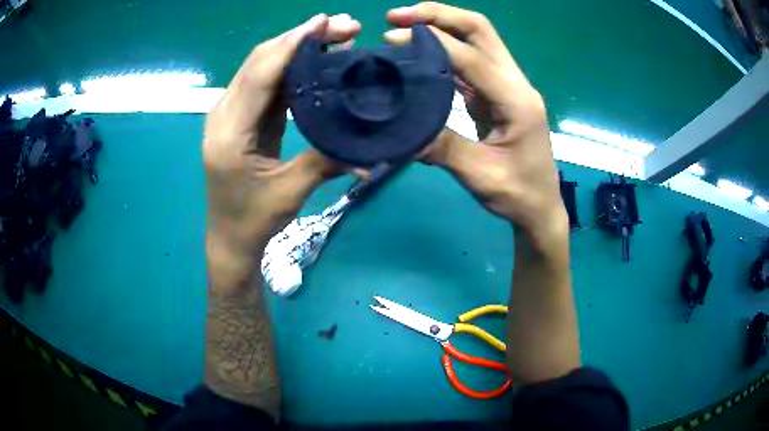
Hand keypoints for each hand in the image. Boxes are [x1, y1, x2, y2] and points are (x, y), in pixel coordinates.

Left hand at [204, 14, 360, 276]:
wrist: (229, 237)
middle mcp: (224, 114)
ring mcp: (230, 113)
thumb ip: (325, 163)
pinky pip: (265, 82)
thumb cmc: (252, 219)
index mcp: (229, 132)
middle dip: (299, 38)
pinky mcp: (241, 116)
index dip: (291, 45)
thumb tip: (371, 153)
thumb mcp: (290, 193)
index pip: (260, 75)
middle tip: (343, 26)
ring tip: (335, 36)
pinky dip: (291, 66)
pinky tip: (316, 59)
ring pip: (262, 66)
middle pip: (259, 61)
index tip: (323, 22)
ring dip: (296, 48)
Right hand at [386, 3, 567, 246]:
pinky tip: (420, 52)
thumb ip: (442, 147)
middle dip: (439, 15)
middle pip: (481, 30)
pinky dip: (444, 50)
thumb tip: (400, 126)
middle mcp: (516, 83)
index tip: (393, 37)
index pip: (473, 58)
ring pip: (477, 39)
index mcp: (517, 101)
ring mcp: (508, 85)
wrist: (540, 206)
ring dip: (441, 26)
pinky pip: (471, 61)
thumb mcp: (480, 175)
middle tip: (398, 16)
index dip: (433, 42)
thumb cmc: (518, 194)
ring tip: (402, 25)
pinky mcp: (497, 93)